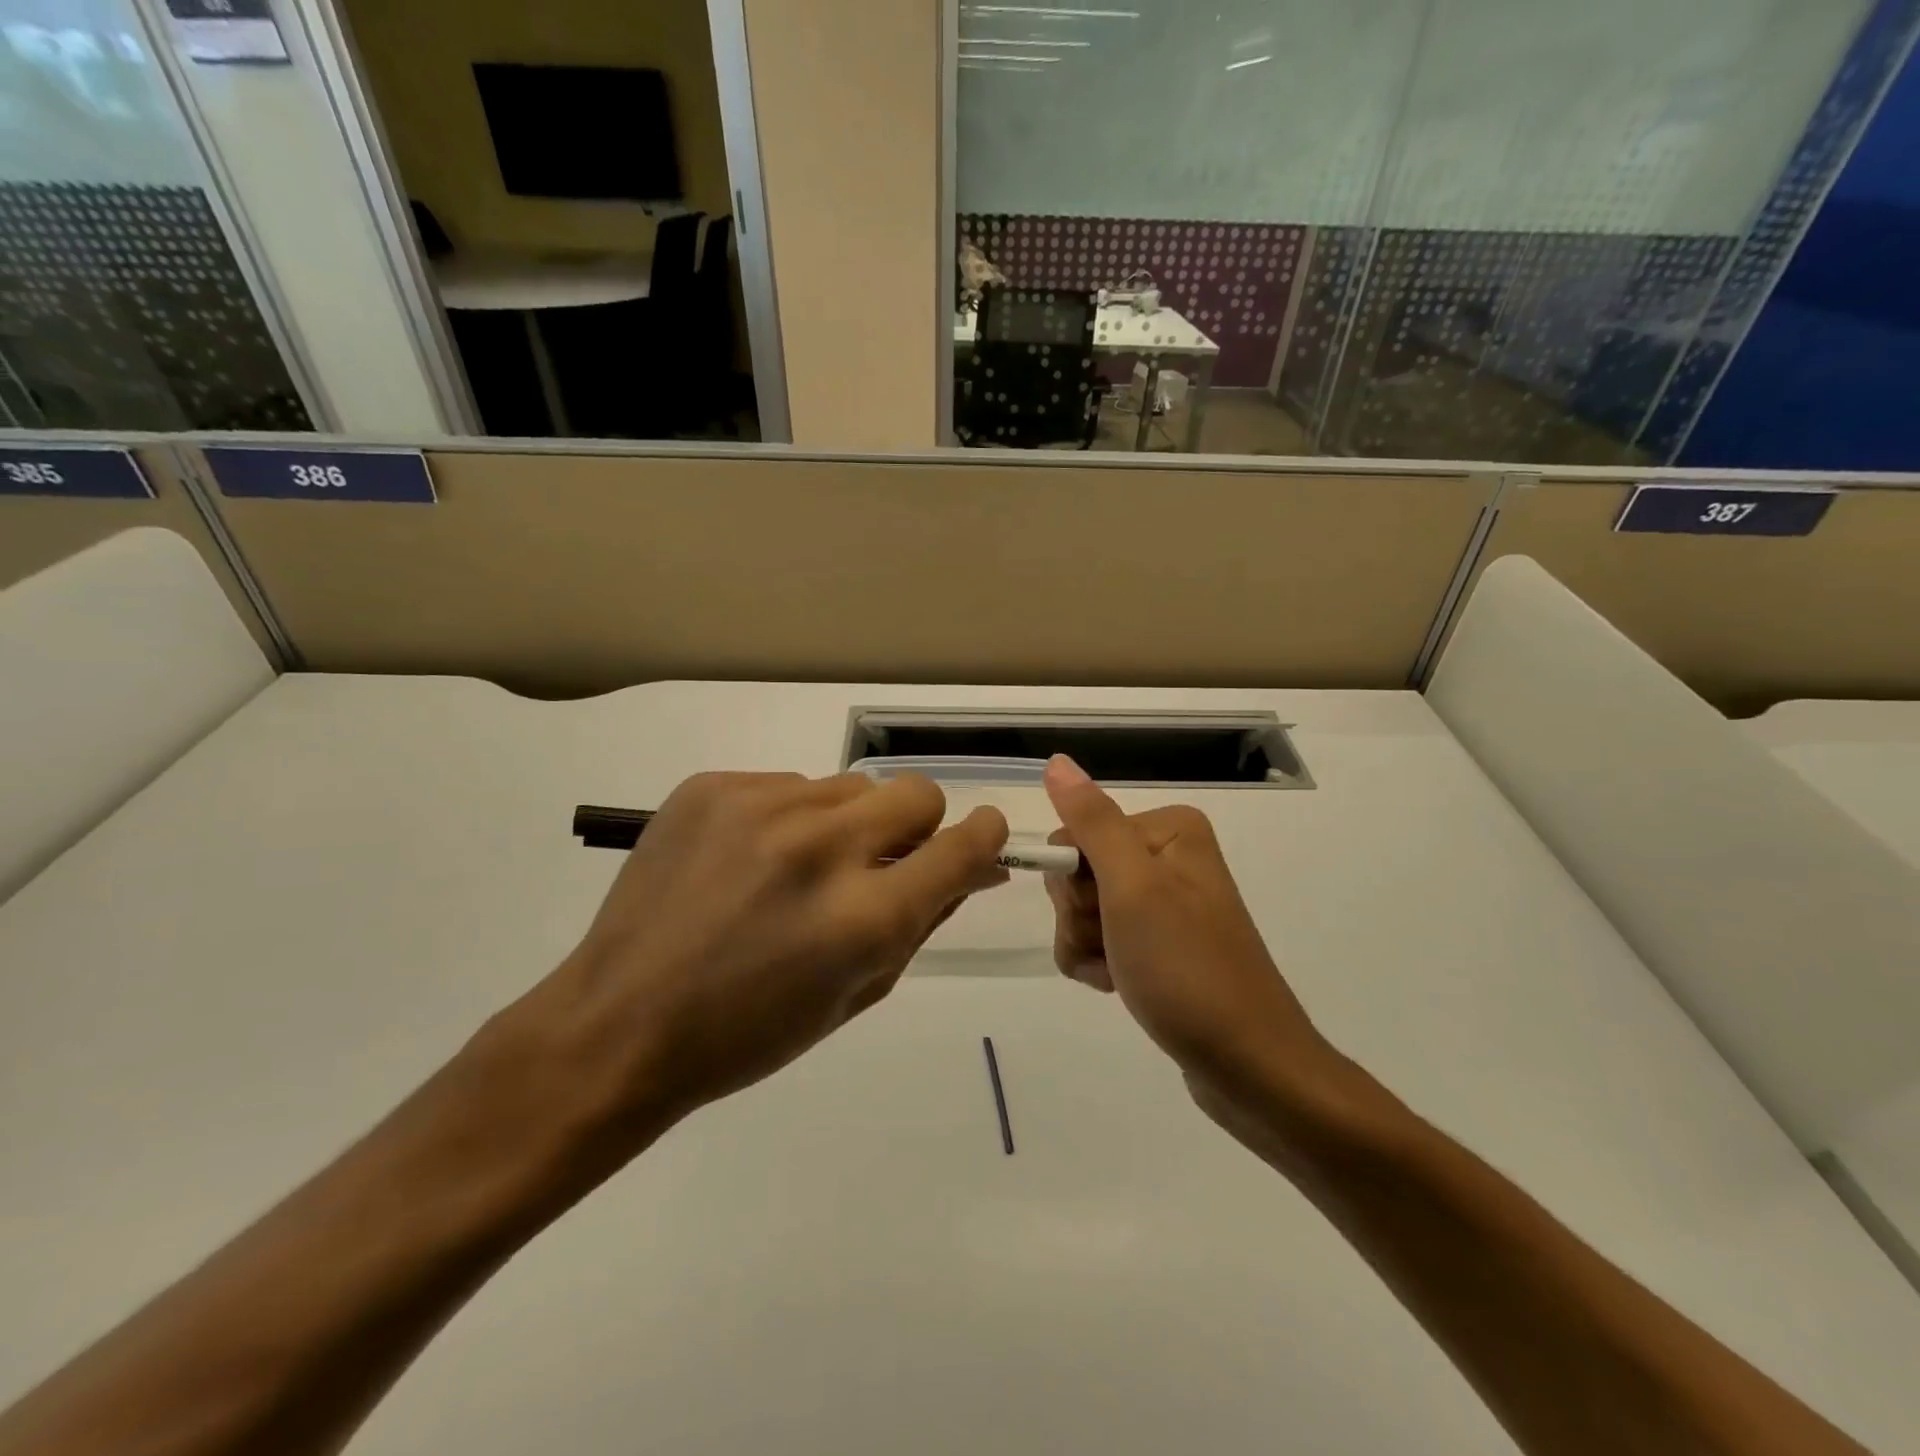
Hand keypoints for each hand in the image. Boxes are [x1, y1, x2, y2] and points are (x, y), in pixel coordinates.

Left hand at [529, 772, 1009, 1140]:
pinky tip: (748, 861)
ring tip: (798, 869)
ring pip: (850, 786)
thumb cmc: (749, 1034)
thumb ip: (923, 921)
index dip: (983, 839)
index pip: (962, 846)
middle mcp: (821, 847)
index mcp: (864, 917)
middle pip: (915, 792)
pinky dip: (788, 819)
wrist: (619, 1023)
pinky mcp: (714, 786)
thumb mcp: (857, 993)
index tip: (980, 839)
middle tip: (878, 863)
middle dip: (915, 826)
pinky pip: (788, 786)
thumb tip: (975, 868)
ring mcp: (762, 807)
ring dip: (847, 823)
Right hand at [1041, 755, 1332, 1102]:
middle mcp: (1168, 856)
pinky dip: (1099, 964)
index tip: (1101, 913)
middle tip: (1114, 947)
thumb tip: (1057, 760)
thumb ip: (1092, 822)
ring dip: (1086, 946)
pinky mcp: (1162, 942)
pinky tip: (1120, 986)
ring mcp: (1166, 902)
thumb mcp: (1132, 888)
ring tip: (1119, 976)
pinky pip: (1103, 939)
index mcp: (1167, 830)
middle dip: (1080, 917)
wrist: (1248, 1065)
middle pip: (1079, 872)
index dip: (1074, 881)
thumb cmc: (1186, 968)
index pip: (1076, 835)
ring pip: (1084, 910)